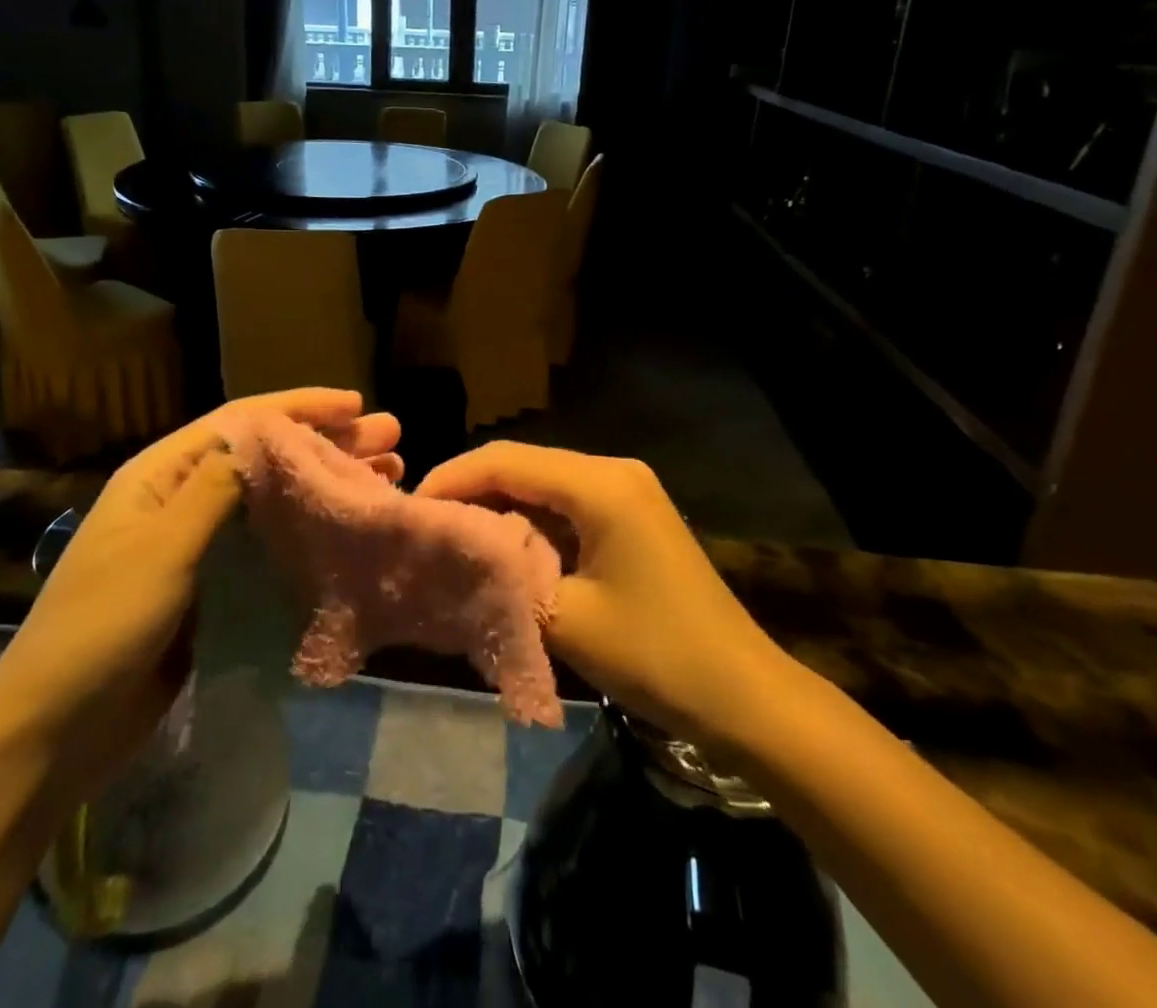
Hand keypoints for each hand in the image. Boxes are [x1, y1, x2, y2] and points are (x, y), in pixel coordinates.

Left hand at [0, 389, 401, 795]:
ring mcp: (199, 544)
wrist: (54, 732)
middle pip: (266, 455)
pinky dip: (311, 529)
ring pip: (276, 498)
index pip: (241, 422)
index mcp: (162, 475)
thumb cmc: (102, 627)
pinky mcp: (213, 584)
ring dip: (327, 483)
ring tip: (387, 475)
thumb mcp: (160, 548)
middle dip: (327, 442)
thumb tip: (268, 436)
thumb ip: (216, 487)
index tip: (357, 405)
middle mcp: (183, 498)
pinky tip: (347, 530)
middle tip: (390, 439)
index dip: (301, 408)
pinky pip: (270, 542)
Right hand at [416, 441, 789, 754]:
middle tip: (425, 527)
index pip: (506, 460)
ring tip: (451, 538)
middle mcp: (613, 472)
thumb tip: (451, 555)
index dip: (452, 479)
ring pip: (541, 484)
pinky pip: (566, 506)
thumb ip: (502, 576)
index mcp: (600, 484)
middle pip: (522, 465)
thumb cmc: (657, 656)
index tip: (411, 512)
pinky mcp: (631, 517)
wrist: (745, 696)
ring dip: (497, 507)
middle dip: (470, 491)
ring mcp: (626, 492)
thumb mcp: (565, 618)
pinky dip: (529, 523)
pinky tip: (500, 549)